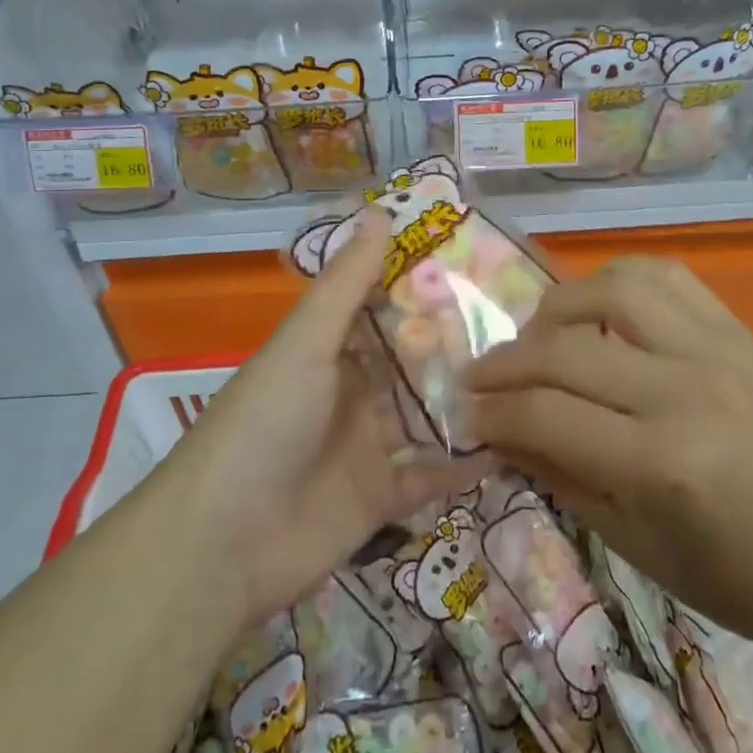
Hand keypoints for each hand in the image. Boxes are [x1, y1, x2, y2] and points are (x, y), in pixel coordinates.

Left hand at [164, 209, 486, 624]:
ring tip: (528, 377)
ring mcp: (367, 446)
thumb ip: (346, 283)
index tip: (480, 264)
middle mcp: (351, 392)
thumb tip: (380, 210)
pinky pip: (432, 476)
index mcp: (329, 350)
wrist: (223, 542)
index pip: (383, 307)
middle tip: (523, 323)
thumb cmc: (264, 422)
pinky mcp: (381, 498)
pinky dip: (465, 465)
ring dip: (468, 401)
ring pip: (428, 415)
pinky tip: (513, 446)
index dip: (424, 286)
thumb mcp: (305, 342)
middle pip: (412, 362)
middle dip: (458, 344)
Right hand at [463, 256, 752, 661]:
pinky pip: (663, 276)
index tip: (463, 411)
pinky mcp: (735, 330)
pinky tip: (596, 306)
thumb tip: (493, 425)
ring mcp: (717, 349)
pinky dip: (614, 280)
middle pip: (567, 349)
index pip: (547, 414)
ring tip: (539, 336)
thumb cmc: (726, 574)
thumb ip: (554, 470)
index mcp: (664, 463)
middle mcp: (687, 390)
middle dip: (506, 361)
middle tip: (479, 376)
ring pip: (612, 288)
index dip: (493, 411)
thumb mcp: (627, 539)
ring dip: (557, 307)